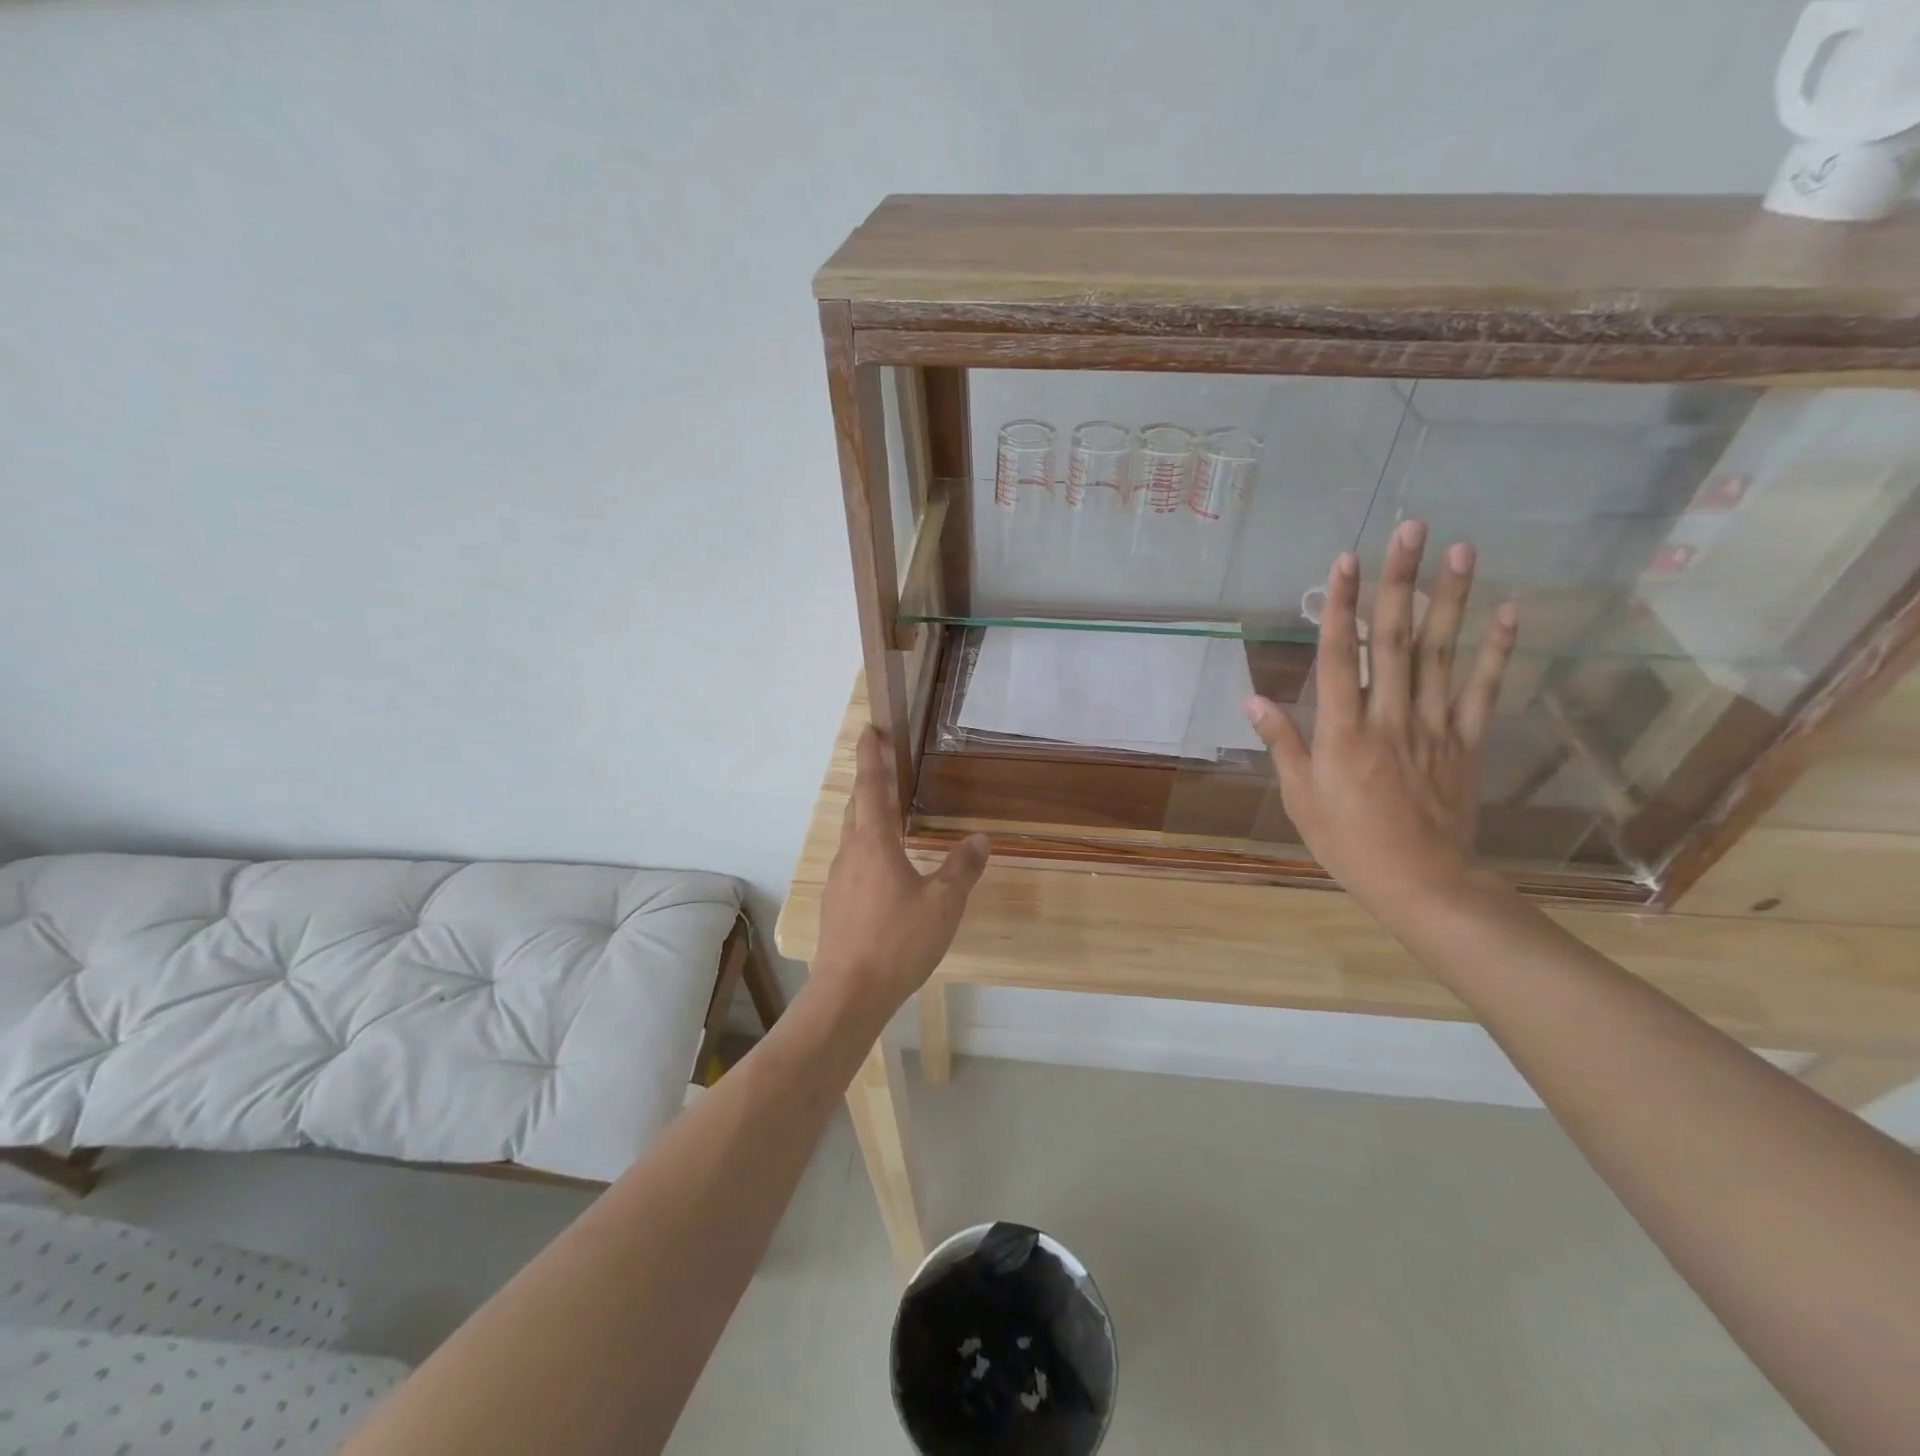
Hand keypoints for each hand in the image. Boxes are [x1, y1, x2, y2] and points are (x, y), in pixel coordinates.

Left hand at [811, 726, 989, 1014]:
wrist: (849, 993)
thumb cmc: (898, 941)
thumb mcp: (943, 904)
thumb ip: (962, 868)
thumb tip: (980, 839)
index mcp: (874, 844)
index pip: (873, 788)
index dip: (872, 757)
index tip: (869, 730)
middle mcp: (850, 854)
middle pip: (857, 807)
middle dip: (870, 783)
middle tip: (885, 765)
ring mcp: (837, 881)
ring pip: (852, 837)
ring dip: (867, 817)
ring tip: (889, 815)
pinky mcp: (835, 905)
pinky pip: (852, 863)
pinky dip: (867, 849)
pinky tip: (883, 869)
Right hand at [1242, 520, 1515, 917]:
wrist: (1422, 883)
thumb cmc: (1348, 843)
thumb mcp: (1300, 798)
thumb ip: (1283, 743)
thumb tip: (1252, 700)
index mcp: (1342, 732)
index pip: (1339, 657)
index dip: (1342, 606)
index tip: (1346, 561)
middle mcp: (1389, 718)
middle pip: (1395, 640)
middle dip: (1401, 581)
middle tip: (1411, 529)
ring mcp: (1434, 727)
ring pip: (1441, 654)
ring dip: (1450, 599)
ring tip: (1460, 550)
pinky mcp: (1467, 742)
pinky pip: (1483, 690)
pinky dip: (1496, 650)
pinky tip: (1507, 612)